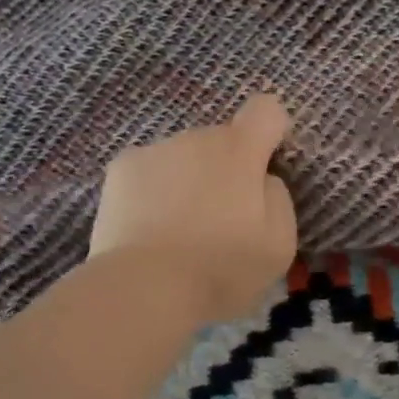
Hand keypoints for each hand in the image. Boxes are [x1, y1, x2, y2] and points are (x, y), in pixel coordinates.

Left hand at [88, 94, 297, 323]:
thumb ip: (278, 199)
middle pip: (221, 141)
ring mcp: (154, 150)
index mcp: (240, 151)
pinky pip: (149, 172)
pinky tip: (149, 228)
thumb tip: (263, 180)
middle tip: (221, 220)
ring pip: (183, 157)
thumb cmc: (222, 268)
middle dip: (226, 169)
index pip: (266, 111)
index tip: (265, 166)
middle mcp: (197, 138)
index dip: (271, 131)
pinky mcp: (120, 170)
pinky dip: (153, 191)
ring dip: (188, 180)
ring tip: (180, 231)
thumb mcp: (279, 245)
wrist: (145, 287)